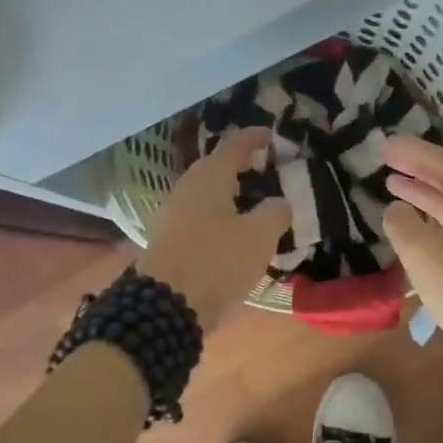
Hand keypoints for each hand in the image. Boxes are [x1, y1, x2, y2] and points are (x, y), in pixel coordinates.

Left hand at [138, 128, 291, 327]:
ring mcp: (173, 215)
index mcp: (209, 177)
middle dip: (244, 166)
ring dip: (232, 194)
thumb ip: (276, 212)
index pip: (235, 144)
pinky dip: (221, 216)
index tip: (273, 135)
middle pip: (218, 168)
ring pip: (208, 194)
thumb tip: (278, 203)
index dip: (256, 137)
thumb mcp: (260, 235)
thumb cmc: (217, 261)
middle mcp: (187, 188)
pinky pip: (201, 217)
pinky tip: (236, 232)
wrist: (165, 308)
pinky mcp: (169, 240)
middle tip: (269, 170)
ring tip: (258, 204)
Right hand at [381, 136, 442, 377]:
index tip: (384, 145)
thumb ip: (402, 223)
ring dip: (426, 195)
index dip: (411, 152)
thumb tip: (396, 209)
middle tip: (387, 161)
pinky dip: (438, 218)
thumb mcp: (421, 252)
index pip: (442, 163)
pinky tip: (419, 226)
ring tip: (394, 188)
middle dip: (418, 170)